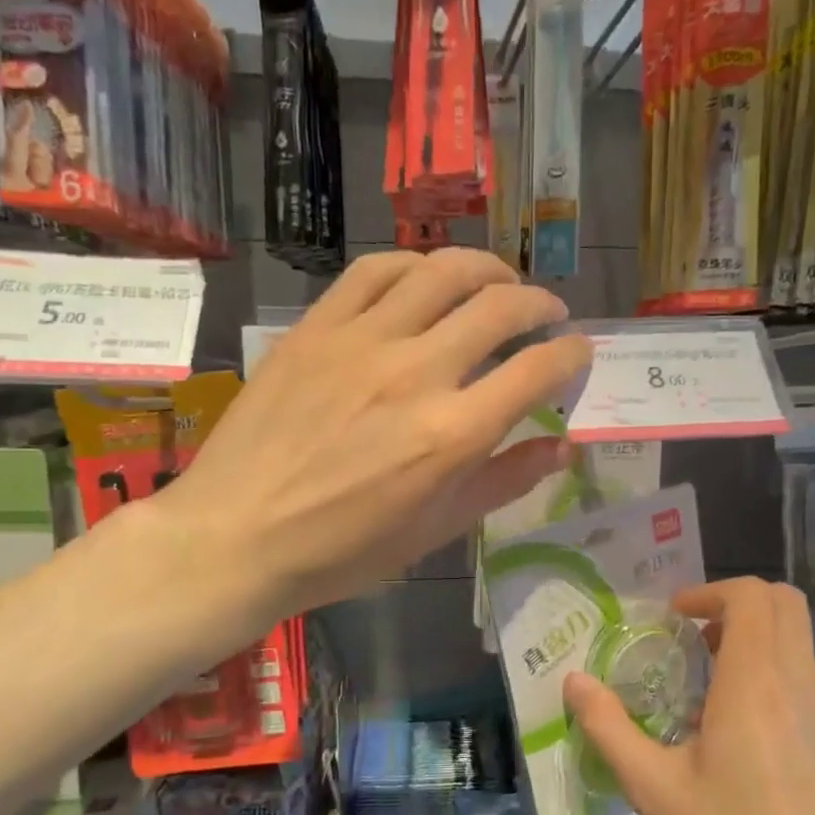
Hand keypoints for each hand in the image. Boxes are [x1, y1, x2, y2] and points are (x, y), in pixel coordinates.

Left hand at [160, 248, 592, 627]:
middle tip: (548, 314)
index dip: (572, 353)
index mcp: (453, 434)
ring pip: (443, 273)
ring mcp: (362, 342)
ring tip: (500, 282)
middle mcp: (416, 373)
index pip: (538, 369)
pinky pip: (374, 271)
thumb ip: (504, 481)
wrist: (236, 534)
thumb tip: (563, 446)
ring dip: (487, 269)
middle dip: (541, 304)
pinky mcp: (317, 328)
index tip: (578, 352)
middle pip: (500, 308)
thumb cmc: (342, 550)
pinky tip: (427, 277)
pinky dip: (415, 264)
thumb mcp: (436, 530)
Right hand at [564, 578, 814, 814]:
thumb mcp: (655, 791)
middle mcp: (802, 683)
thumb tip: (574, 681)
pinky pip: (808, 689)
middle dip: (736, 606)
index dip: (710, 591)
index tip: (676, 618)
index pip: (751, 594)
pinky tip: (750, 746)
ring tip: (712, 698)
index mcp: (756, 681)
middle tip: (694, 640)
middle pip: (784, 604)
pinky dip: (775, 685)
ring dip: (755, 647)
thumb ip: (609, 728)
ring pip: (797, 647)